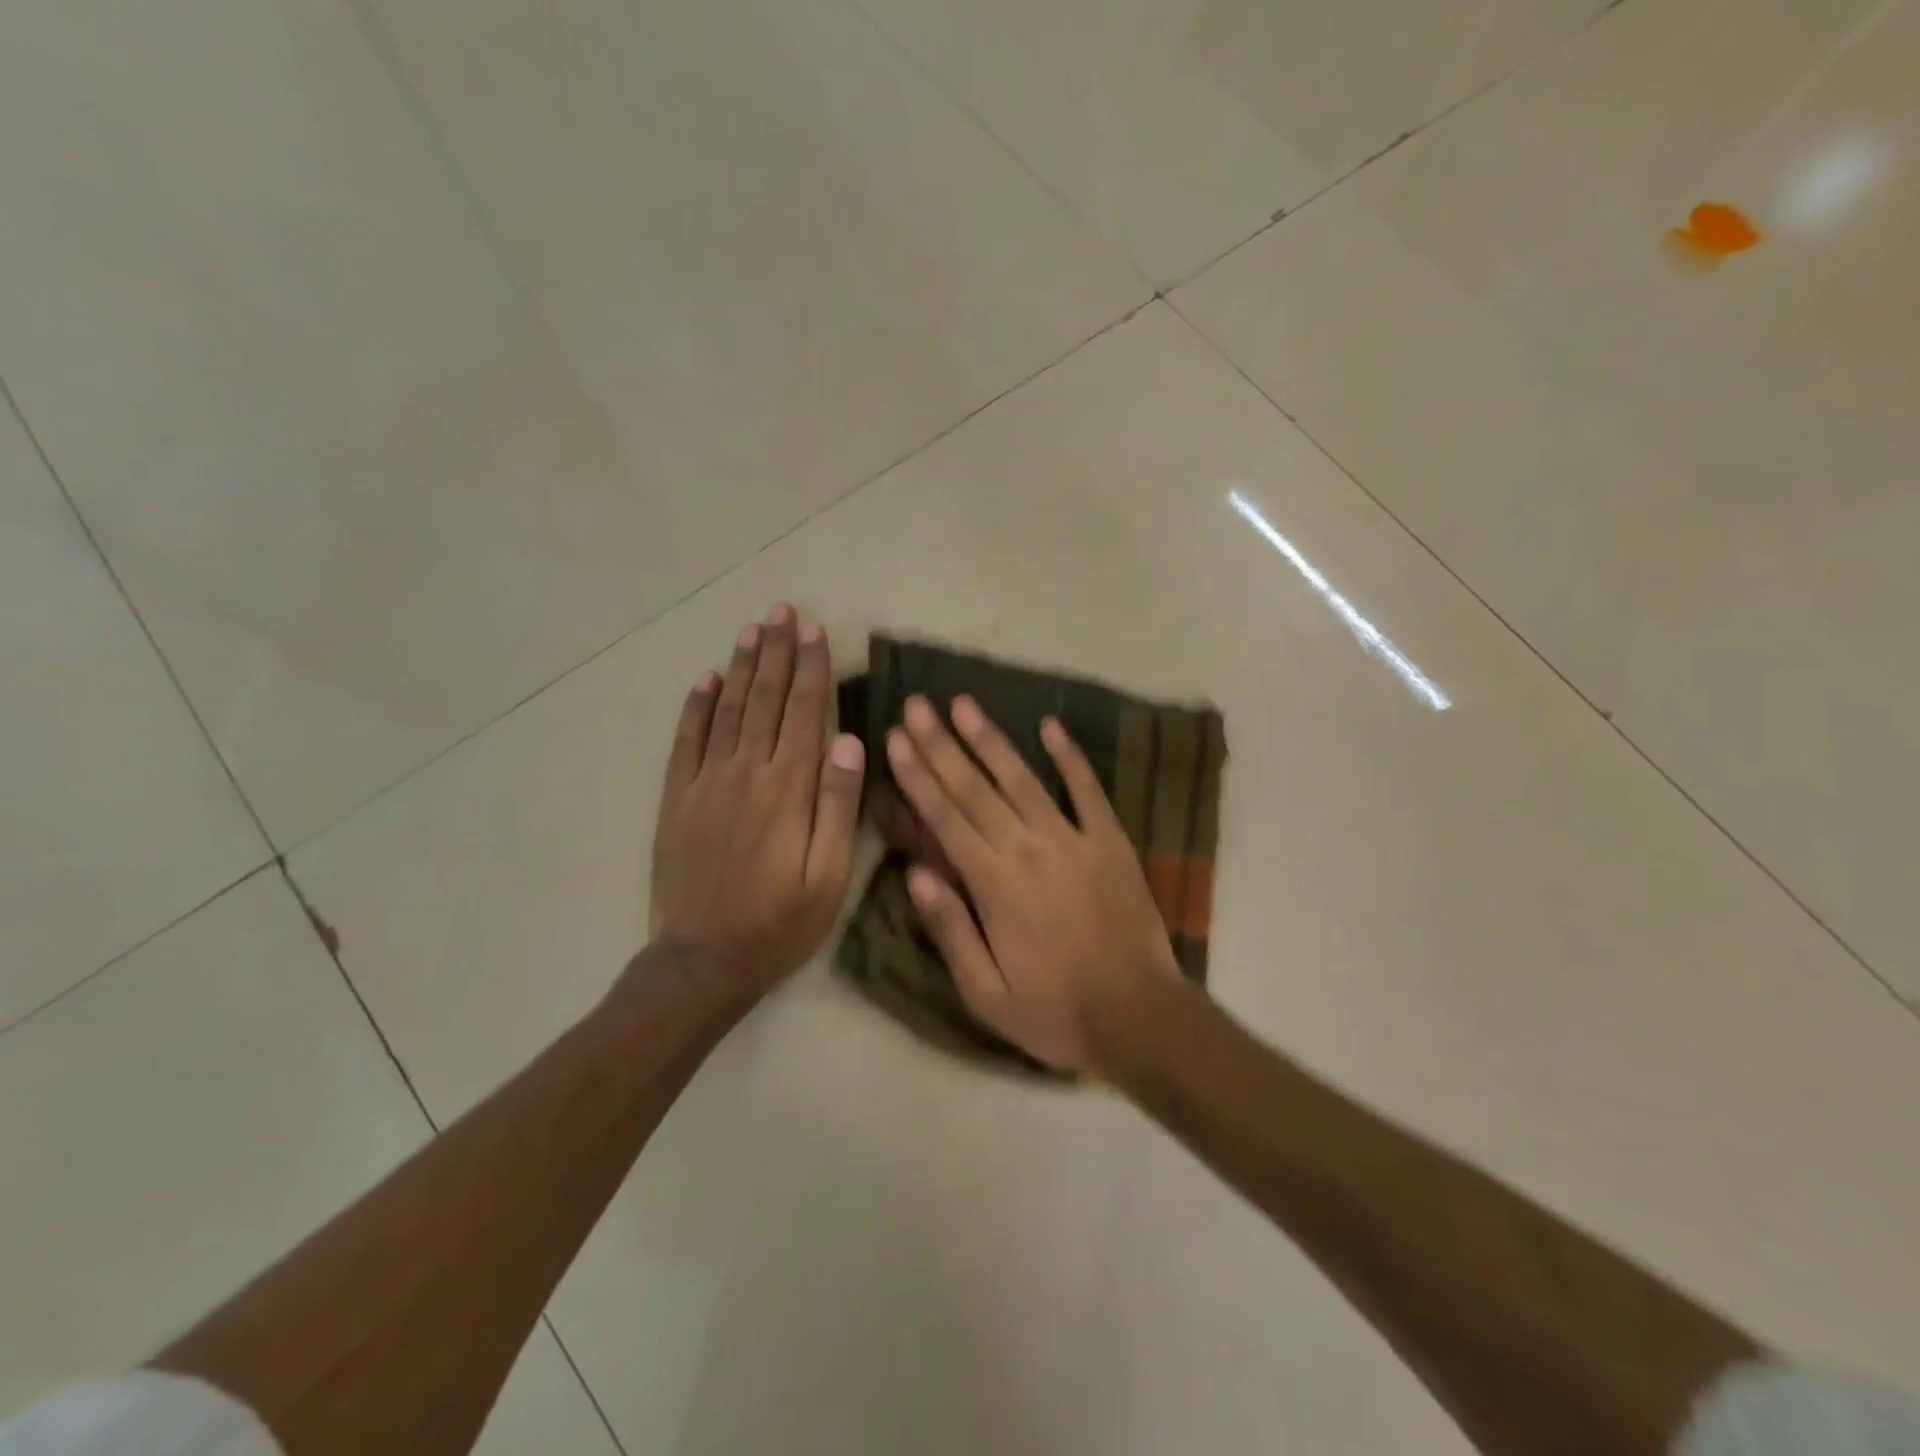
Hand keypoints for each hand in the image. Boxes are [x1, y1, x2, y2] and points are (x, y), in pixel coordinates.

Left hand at [649, 604, 865, 994]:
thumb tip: (850, 743)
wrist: (703, 961)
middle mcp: (746, 772)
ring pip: (727, 709)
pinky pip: (686, 740)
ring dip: (741, 666)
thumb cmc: (779, 923)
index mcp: (788, 789)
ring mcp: (705, 782)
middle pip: (765, 699)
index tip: (815, 630)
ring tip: (752, 628)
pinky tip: (706, 679)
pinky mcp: (677, 798)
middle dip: (777, 651)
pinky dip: (696, 706)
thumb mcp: (829, 877)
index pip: (804, 712)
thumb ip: (840, 807)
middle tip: (783, 610)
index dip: (811, 668)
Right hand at [885, 694, 1181, 1073]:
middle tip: (917, 705)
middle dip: (941, 744)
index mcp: (992, 883)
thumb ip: (948, 927)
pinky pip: (1087, 789)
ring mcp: (1073, 839)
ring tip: (964, 703)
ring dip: (991, 738)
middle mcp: (1027, 848)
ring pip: (1022, 778)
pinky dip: (1070, 756)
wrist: (1138, 1017)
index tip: (895, 739)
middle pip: (975, 787)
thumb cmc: (1054, 1011)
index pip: (944, 817)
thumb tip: (912, 872)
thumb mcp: (984, 991)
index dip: (916, 776)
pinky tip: (1049, 725)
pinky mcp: (1110, 841)